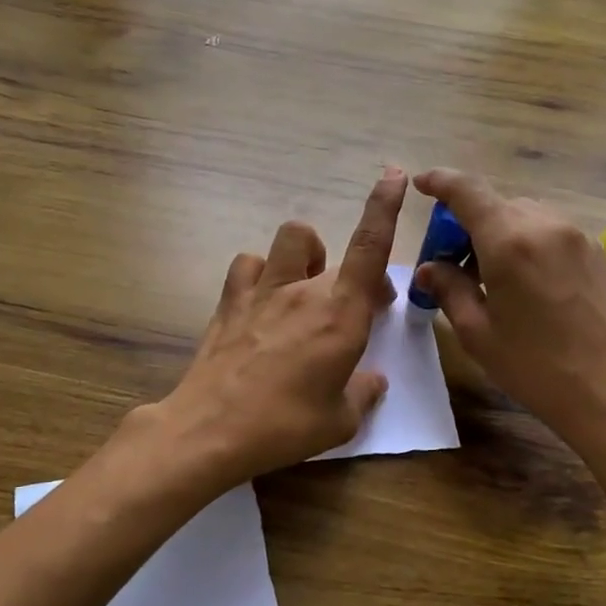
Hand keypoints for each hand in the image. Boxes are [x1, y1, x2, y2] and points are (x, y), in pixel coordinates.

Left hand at [152, 167, 406, 486]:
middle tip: (356, 309)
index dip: (384, 206)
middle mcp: (304, 290)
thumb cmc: (285, 426)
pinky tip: (263, 298)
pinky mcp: (230, 302)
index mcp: (341, 314)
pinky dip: (261, 272)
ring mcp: (263, 291)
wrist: (211, 430)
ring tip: (305, 286)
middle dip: (355, 272)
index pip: (369, 246)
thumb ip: (364, 393)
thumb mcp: (341, 421)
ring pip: (290, 239)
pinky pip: (249, 264)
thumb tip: (373, 380)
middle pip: (335, 252)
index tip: (394, 175)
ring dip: (306, 254)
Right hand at [411, 168, 605, 466]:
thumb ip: (450, 289)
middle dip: (466, 223)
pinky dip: (525, 242)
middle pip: (495, 205)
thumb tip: (430, 268)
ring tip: (487, 277)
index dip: (440, 182)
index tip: (421, 184)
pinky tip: (521, 283)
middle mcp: (545, 225)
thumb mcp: (478, 333)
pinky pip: (549, 231)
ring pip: (523, 216)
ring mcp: (576, 236)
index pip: (467, 191)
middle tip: (449, 263)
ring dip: (497, 233)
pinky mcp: (596, 252)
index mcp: (509, 241)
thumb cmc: (536, 368)